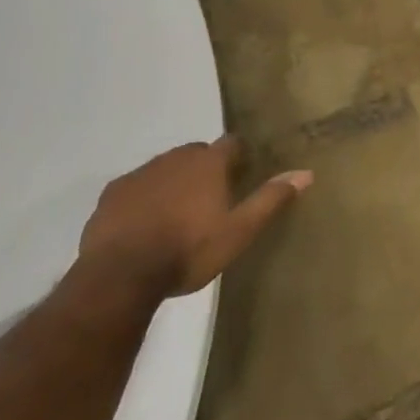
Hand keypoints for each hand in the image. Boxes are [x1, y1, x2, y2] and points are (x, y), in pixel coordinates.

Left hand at [78, 138, 311, 295]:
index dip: (237, 156)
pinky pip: (135, 188)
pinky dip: (143, 199)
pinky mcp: (112, 193)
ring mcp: (141, 173)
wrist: (121, 275)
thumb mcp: (238, 232)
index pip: (231, 143)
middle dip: (204, 169)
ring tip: (175, 215)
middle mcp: (176, 157)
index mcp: (208, 163)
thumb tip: (306, 173)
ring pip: (164, 169)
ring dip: (173, 183)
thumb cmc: (188, 251)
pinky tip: (143, 226)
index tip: (240, 174)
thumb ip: (270, 200)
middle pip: (196, 153)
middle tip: (209, 200)